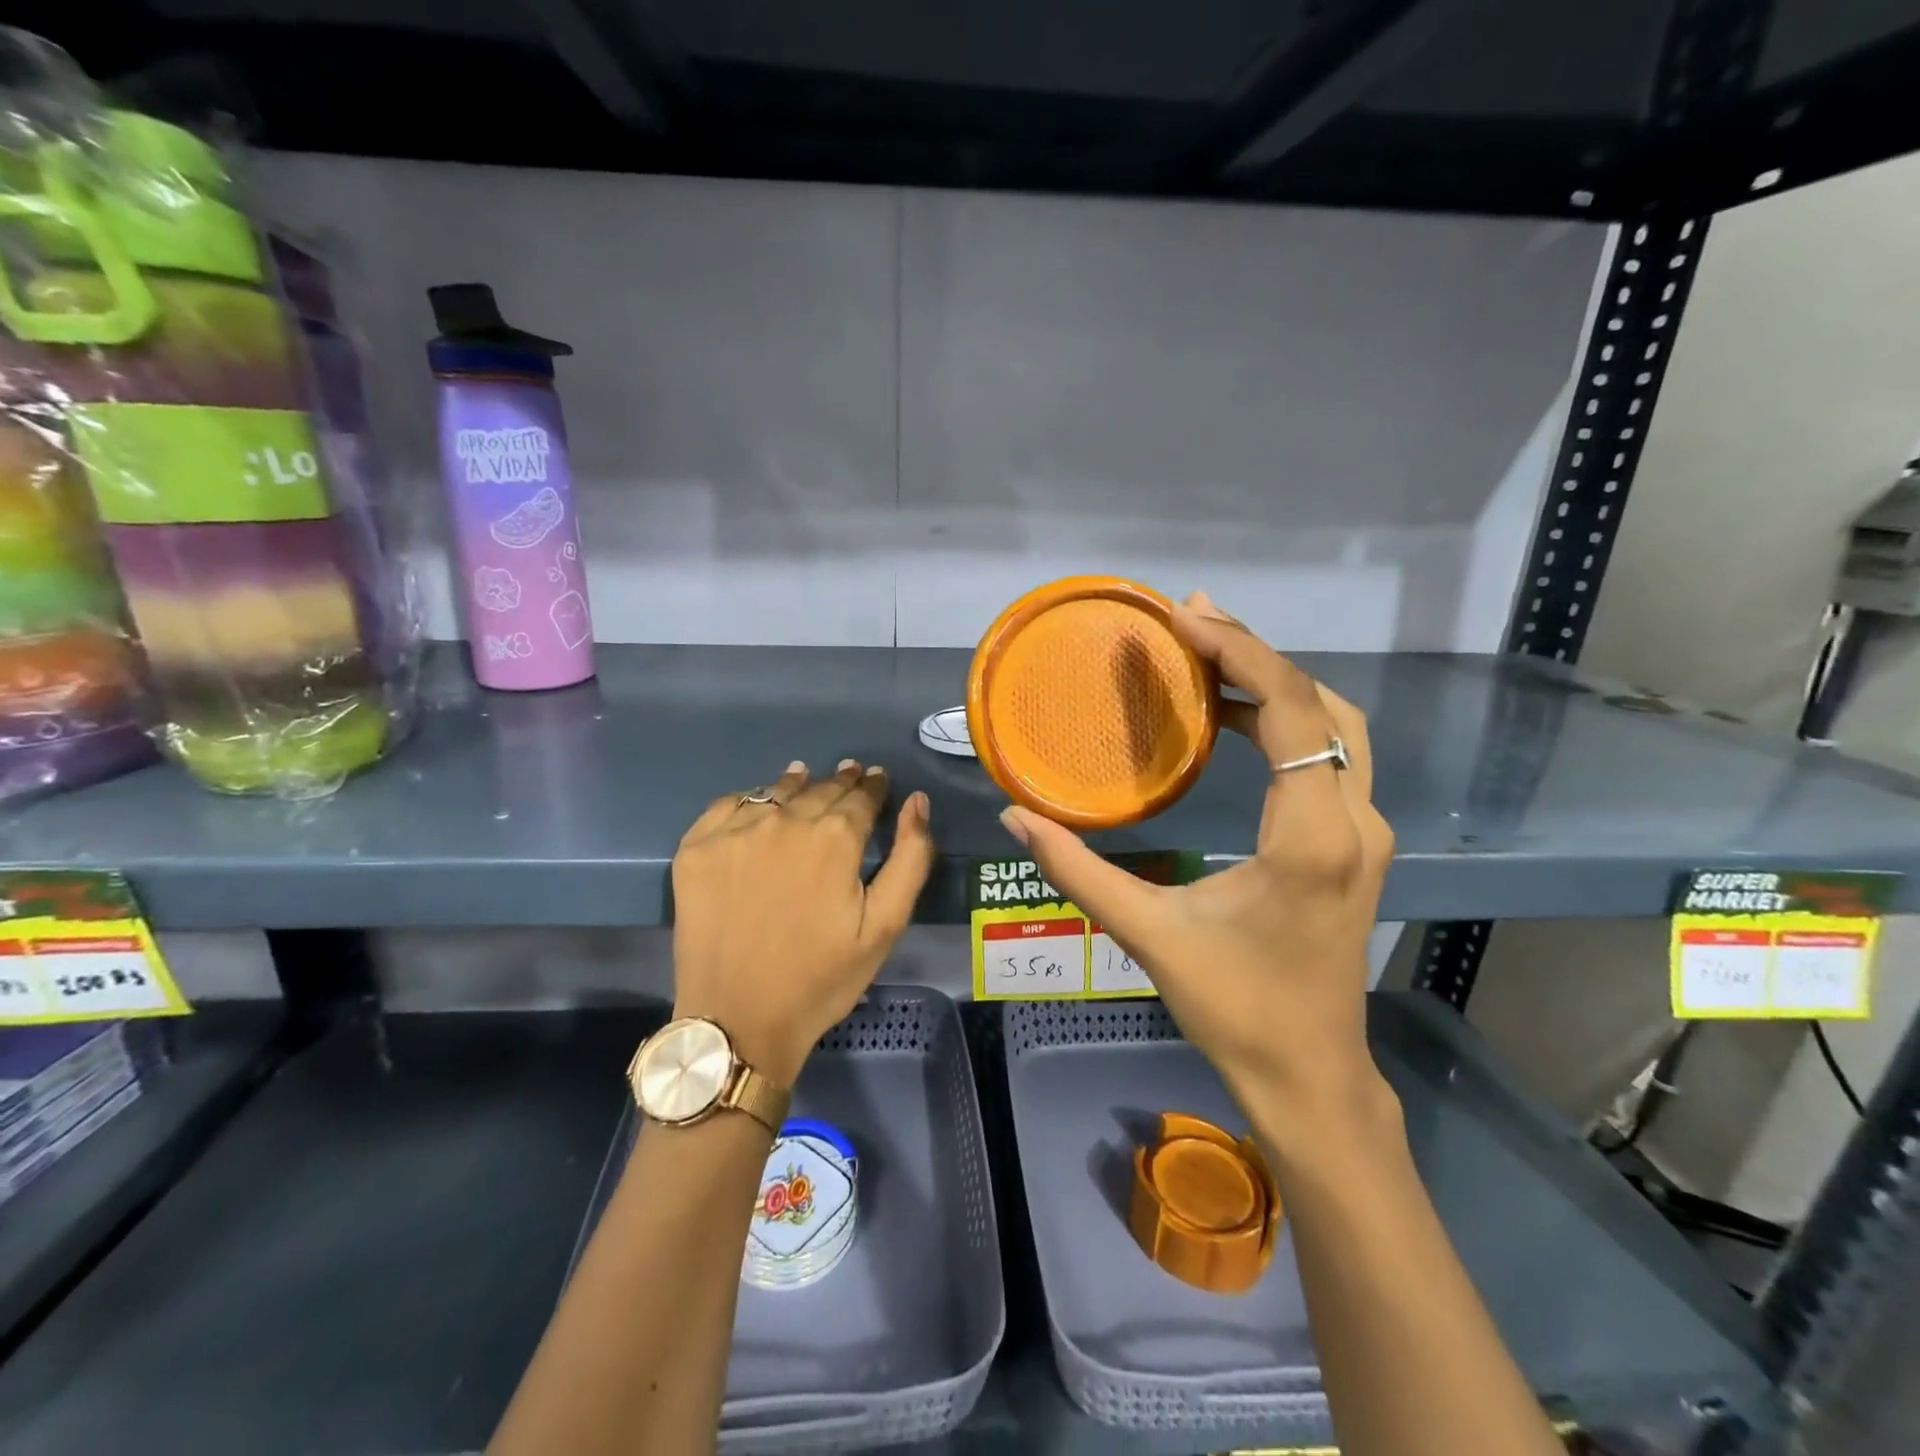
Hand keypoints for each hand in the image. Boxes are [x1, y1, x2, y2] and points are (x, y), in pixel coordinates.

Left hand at [671, 760, 934, 1086]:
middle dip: (840, 782)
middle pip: (820, 789)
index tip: (876, 778)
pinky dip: (750, 800)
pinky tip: (758, 806)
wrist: (738, 1021)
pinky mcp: (696, 848)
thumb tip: (916, 801)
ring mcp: (735, 832)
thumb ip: (910, 858)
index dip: (872, 786)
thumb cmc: (821, 978)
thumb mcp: (885, 926)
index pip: (861, 797)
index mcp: (835, 838)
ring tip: (806, 777)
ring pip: (775, 791)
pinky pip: (729, 805)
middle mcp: (785, 821)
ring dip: (797, 784)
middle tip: (850, 774)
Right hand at [999, 593, 1393, 1148]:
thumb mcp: (1149, 935)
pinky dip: (1289, 722)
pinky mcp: (1358, 846)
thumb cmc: (1234, 1009)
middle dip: (1257, 655)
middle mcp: (1354, 822)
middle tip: (1190, 624)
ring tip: (1208, 659)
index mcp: (1309, 838)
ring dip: (1277, 685)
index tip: (1185, 619)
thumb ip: (1077, 870)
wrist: (1311, 1077)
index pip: (1291, 712)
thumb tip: (1014, 817)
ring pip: (1335, 728)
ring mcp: (1366, 833)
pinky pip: (1331, 759)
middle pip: (1322, 704)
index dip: (1242, 654)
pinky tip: (1235, 721)